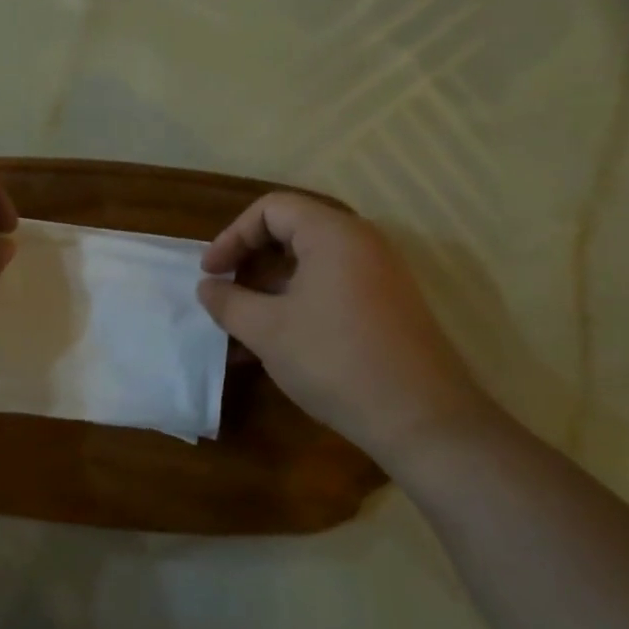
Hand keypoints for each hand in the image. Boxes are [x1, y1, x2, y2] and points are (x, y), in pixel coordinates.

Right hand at [198, 194, 501, 461]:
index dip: (232, 236)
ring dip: (269, 291)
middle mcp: (361, 243)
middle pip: (291, 233)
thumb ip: (229, 302)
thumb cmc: (335, 360)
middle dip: (249, 263)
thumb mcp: (268, 330)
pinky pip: (331, 289)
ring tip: (241, 330)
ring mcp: (379, 275)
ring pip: (309, 267)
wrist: (421, 419)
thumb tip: (207, 287)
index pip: (271, 209)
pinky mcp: (387, 306)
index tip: (210, 273)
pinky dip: (297, 306)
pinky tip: (274, 347)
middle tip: (225, 296)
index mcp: (333, 233)